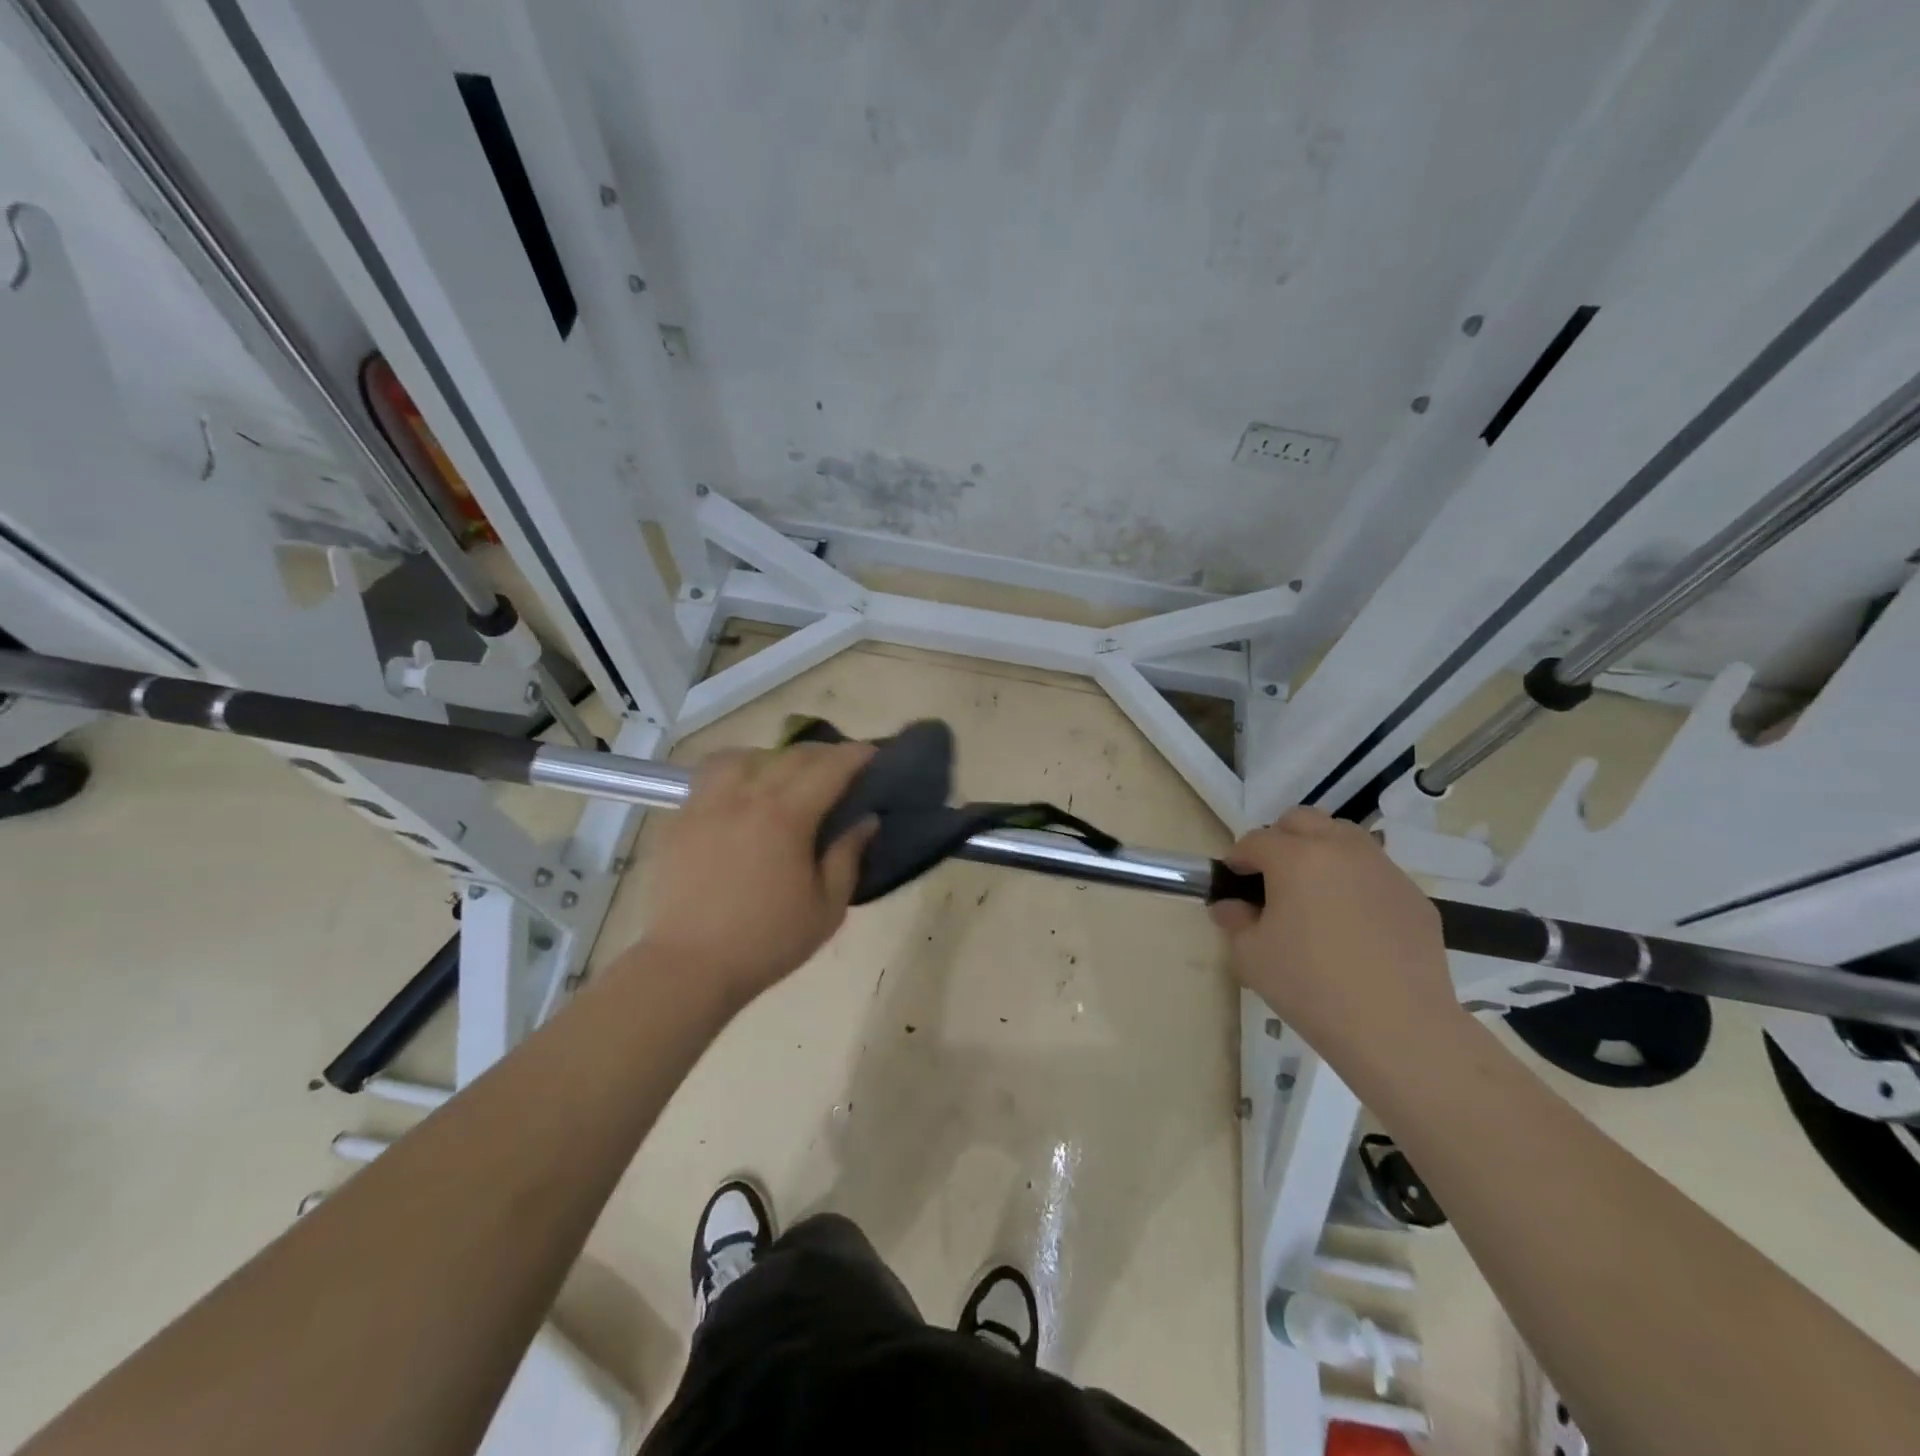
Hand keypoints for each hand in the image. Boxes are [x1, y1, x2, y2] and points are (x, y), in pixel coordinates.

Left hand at [641, 741, 878, 1006]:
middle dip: (821, 754)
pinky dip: (733, 772)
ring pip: (743, 756)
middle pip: (789, 756)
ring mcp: (706, 804)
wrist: (689, 966)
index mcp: (786, 816)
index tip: (873, 753)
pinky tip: (740, 794)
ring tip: (782, 775)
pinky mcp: (680, 819)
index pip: (829, 768)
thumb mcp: (826, 908)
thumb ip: (848, 857)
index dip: (855, 756)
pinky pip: (708, 777)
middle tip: (839, 766)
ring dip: (773, 757)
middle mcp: (745, 797)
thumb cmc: (766, 941)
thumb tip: (866, 819)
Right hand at [1209, 808, 1462, 1066]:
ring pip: (1345, 838)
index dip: (1238, 859)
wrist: (1398, 1027)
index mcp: (1296, 857)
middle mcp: (1341, 849)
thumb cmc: (1310, 986)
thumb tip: (1231, 906)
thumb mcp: (1250, 956)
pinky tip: (1354, 926)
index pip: (1255, 840)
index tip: (1232, 884)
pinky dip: (1356, 883)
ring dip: (1322, 853)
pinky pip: (1376, 873)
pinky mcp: (1414, 896)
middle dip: (1280, 840)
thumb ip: (1234, 920)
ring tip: (1315, 895)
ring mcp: (1384, 870)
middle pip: (1303, 820)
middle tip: (1273, 880)